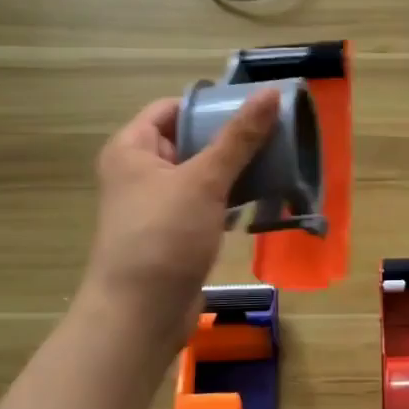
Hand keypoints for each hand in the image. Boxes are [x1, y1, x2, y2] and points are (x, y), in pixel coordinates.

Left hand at [81, 90, 278, 352]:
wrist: (141, 315)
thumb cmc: (164, 237)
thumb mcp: (204, 180)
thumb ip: (239, 137)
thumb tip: (271, 93)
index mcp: (132, 148)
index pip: (172, 108)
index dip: (210, 103)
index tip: (252, 104)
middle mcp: (139, 172)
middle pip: (188, 139)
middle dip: (229, 136)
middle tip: (274, 131)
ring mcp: (157, 205)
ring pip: (200, 173)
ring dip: (233, 168)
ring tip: (276, 159)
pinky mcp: (174, 233)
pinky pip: (205, 203)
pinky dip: (229, 197)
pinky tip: (260, 197)